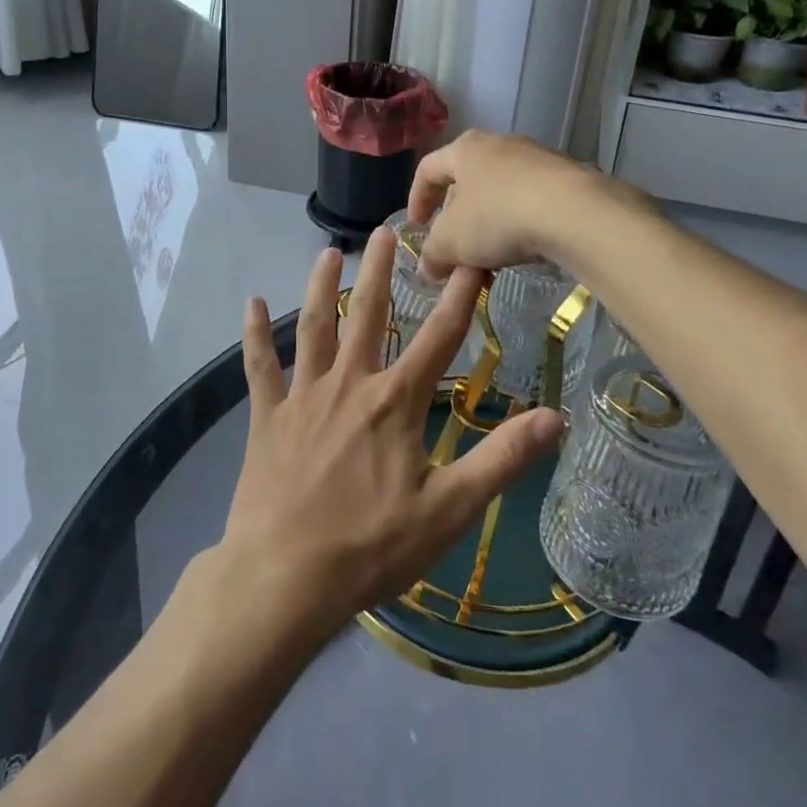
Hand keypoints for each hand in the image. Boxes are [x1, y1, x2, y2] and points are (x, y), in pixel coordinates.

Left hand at [226, 227, 563, 638]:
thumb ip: (501, 459)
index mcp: (395, 401)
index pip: (439, 338)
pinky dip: (255, 334)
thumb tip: (555, 418)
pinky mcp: (268, 416)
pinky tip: (251, 302)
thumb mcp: (449, 509)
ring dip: (322, 286)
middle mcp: (349, 383)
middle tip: (386, 229)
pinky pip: (260, 366)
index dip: (459, 296)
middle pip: (369, 315)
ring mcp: (304, 396)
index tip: (470, 258)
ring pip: (315, 327)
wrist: (285, 577)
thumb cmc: (372, 546)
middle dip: (381, 271)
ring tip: (327, 252)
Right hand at [410, 130, 636, 278]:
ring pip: (500, 193)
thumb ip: (433, 254)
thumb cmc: (498, 217)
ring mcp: (537, 157)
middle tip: (456, 250)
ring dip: (489, 226)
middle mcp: (499, 144)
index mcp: (465, 150)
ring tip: (491, 260)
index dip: (417, 198)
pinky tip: (525, 251)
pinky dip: (520, 225)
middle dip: (457, 220)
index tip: (416, 227)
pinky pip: (531, 200)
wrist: (575, 212)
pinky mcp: (568, 176)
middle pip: (466, 181)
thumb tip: (429, 267)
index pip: (428, 169)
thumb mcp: (452, 242)